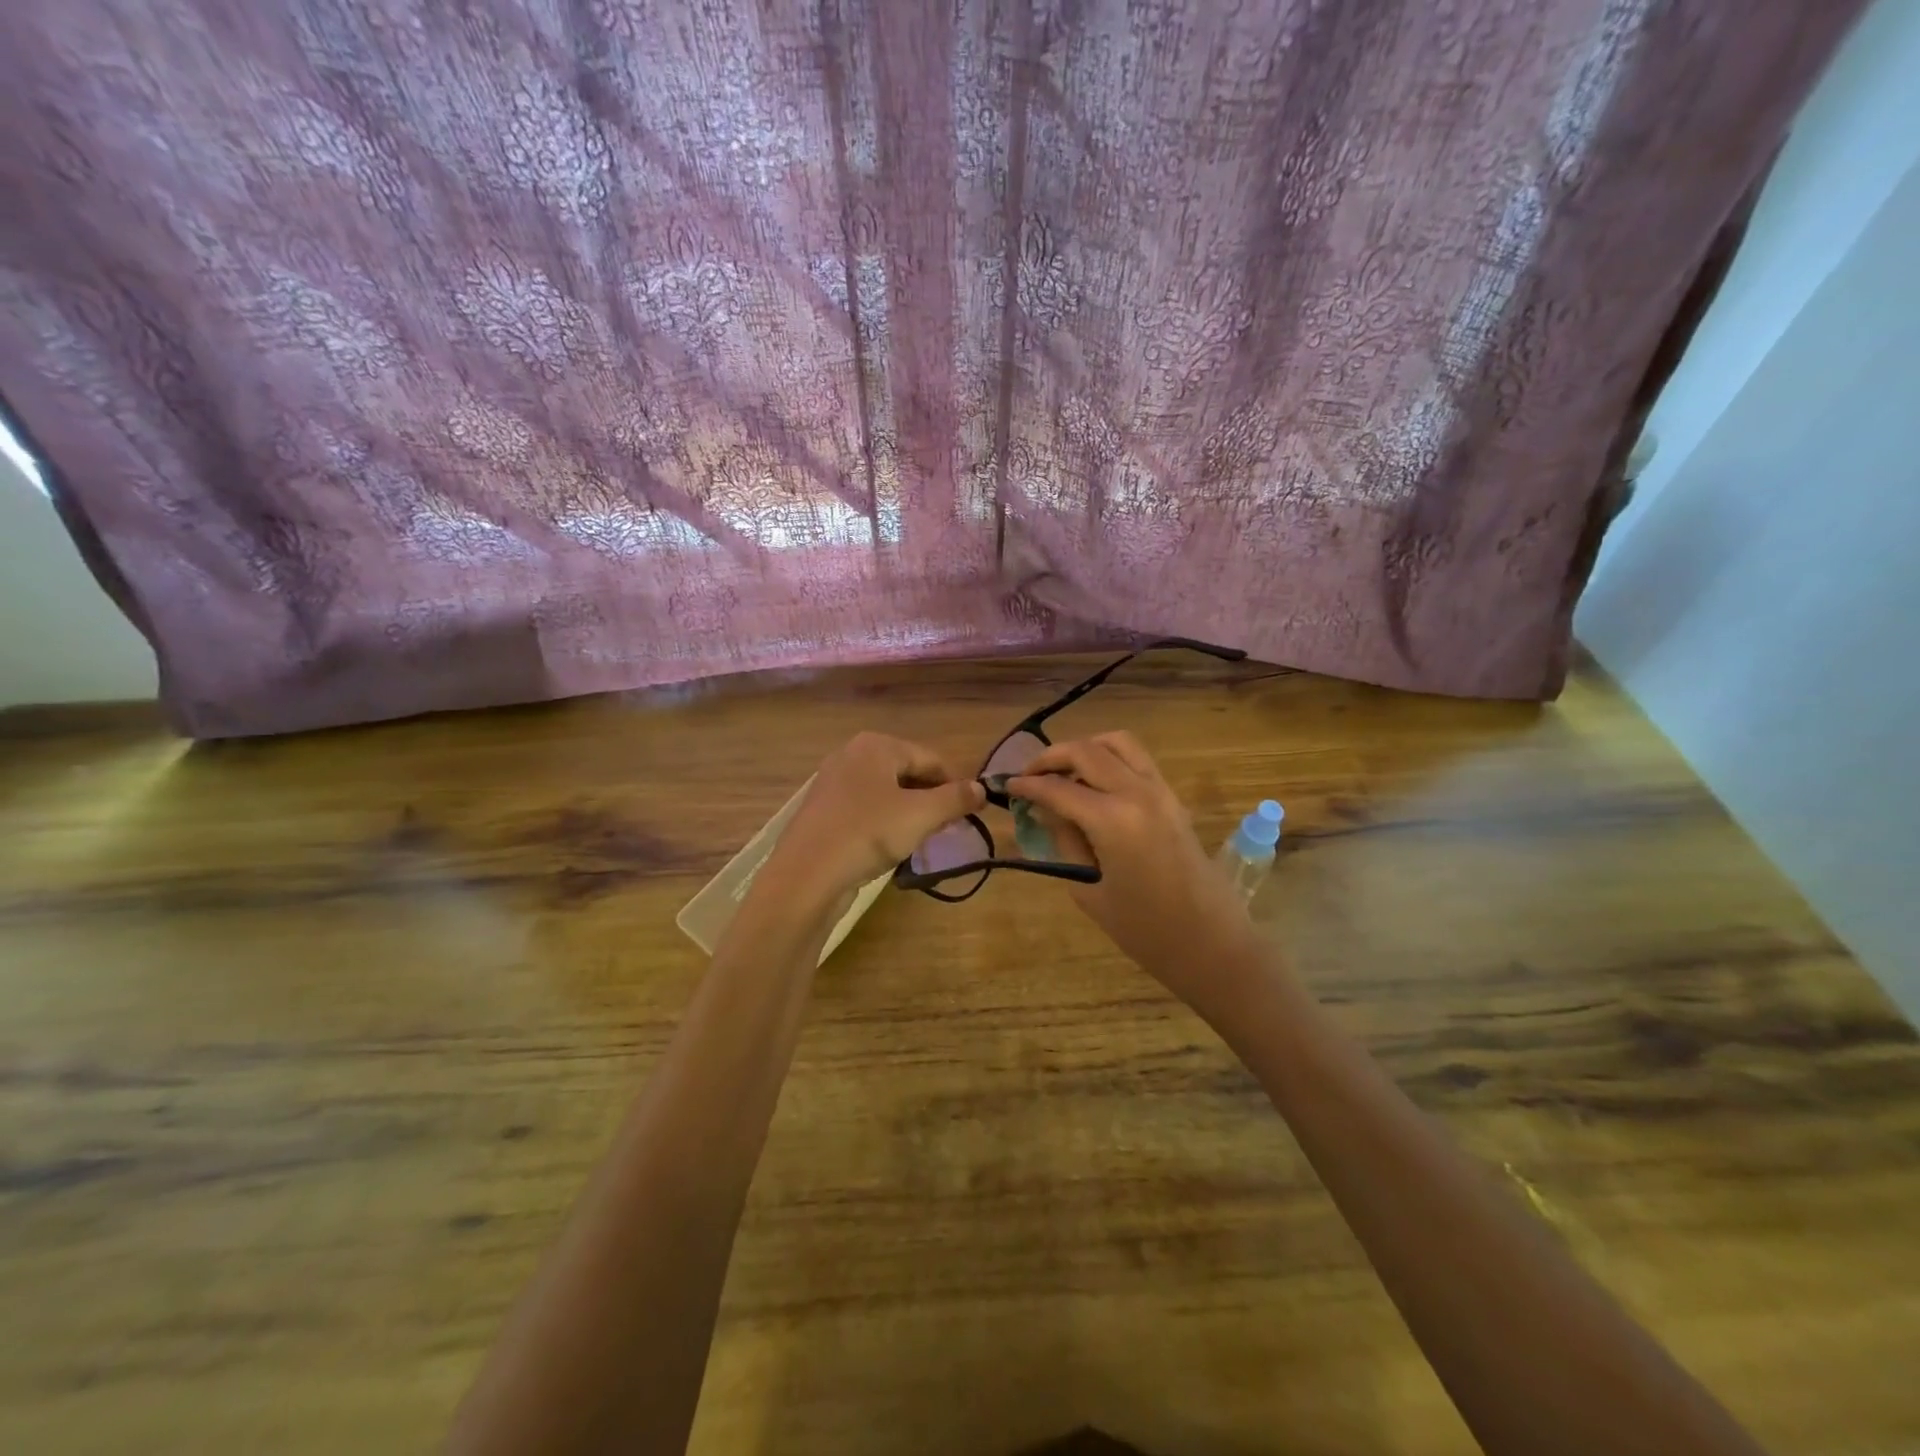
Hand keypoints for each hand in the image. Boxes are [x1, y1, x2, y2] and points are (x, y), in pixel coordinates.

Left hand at [761, 732, 984, 910]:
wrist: (806, 874)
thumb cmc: (869, 833)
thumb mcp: (921, 815)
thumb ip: (955, 799)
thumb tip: (981, 789)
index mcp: (876, 745)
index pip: (930, 758)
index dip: (955, 784)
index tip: (971, 812)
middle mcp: (851, 755)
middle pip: (906, 772)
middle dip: (930, 798)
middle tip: (946, 827)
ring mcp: (832, 782)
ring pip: (885, 792)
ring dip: (908, 812)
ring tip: (921, 838)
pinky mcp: (821, 810)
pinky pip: (864, 809)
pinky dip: (882, 822)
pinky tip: (888, 845)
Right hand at [1009, 733, 1258, 1011]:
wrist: (1213, 944)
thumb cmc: (1146, 931)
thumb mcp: (1090, 891)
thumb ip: (1066, 843)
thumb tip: (1049, 812)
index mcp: (1113, 819)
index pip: (1058, 788)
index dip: (1028, 785)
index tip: (1007, 786)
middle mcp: (1137, 792)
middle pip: (1087, 750)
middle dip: (1051, 757)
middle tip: (1029, 775)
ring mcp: (1161, 791)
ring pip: (1117, 742)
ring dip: (1085, 748)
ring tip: (1063, 771)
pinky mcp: (1173, 798)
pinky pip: (1137, 759)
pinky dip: (1109, 758)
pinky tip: (1093, 784)